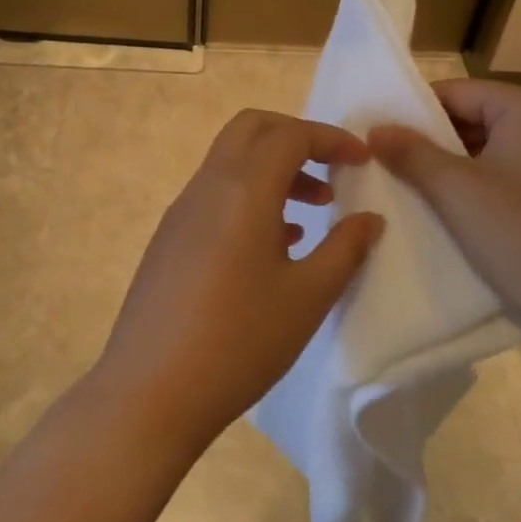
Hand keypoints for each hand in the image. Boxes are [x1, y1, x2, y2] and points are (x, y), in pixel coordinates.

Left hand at [90, 110, 385, 453]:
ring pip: (230, 160)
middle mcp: (208, 186)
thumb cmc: (240, 342)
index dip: (330, 138)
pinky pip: (214, 193)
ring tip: (312, 209)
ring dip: (272, 167)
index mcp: (243, 189)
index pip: (290, 135)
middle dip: (295, 136)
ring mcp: (182, 210)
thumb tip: (369, 219)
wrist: (151, 392)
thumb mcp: (307, 298)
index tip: (362, 159)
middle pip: (251, 129)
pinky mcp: (168, 237)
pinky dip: (249, 194)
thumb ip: (345, 249)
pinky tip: (273, 243)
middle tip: (331, 169)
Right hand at [369, 81, 520, 352]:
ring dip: (450, 170)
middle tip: (384, 164)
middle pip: (473, 119)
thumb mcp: (456, 192)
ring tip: (407, 190)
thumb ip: (411, 153)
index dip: (413, 111)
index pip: (456, 91)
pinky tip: (447, 214)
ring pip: (489, 154)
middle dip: (429, 142)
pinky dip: (477, 191)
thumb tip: (375, 128)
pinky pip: (508, 181)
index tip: (376, 135)